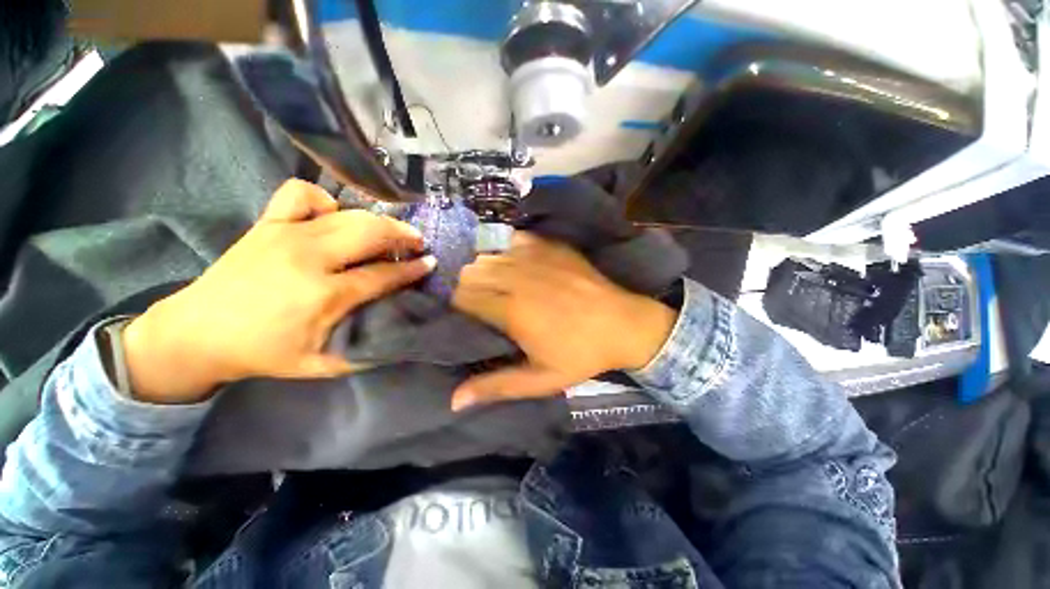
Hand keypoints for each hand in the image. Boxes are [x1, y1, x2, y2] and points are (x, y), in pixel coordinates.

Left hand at [122, 179, 434, 403]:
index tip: (430, 263)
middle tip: (417, 242)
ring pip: (348, 213)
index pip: (384, 274)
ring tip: (391, 231)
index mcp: (324, 295)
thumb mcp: (323, 366)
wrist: (196, 334)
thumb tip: (402, 328)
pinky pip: (302, 194)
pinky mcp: (267, 223)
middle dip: (403, 235)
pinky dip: (325, 200)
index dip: (413, 269)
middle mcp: (309, 257)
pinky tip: (332, 216)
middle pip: (372, 233)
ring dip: (378, 220)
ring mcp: (285, 233)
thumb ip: (367, 350)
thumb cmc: (264, 353)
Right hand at [451, 232, 676, 410]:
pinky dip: (508, 251)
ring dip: (486, 269)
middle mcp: (516, 278)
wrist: (625, 324)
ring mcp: (535, 257)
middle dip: (469, 287)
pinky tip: (518, 265)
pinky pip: (514, 240)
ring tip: (499, 285)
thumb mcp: (540, 379)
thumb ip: (496, 387)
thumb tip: (454, 402)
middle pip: (470, 272)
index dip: (460, 306)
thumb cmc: (582, 354)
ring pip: (488, 254)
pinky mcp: (550, 246)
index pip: (462, 296)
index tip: (470, 316)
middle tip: (485, 303)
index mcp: (511, 310)